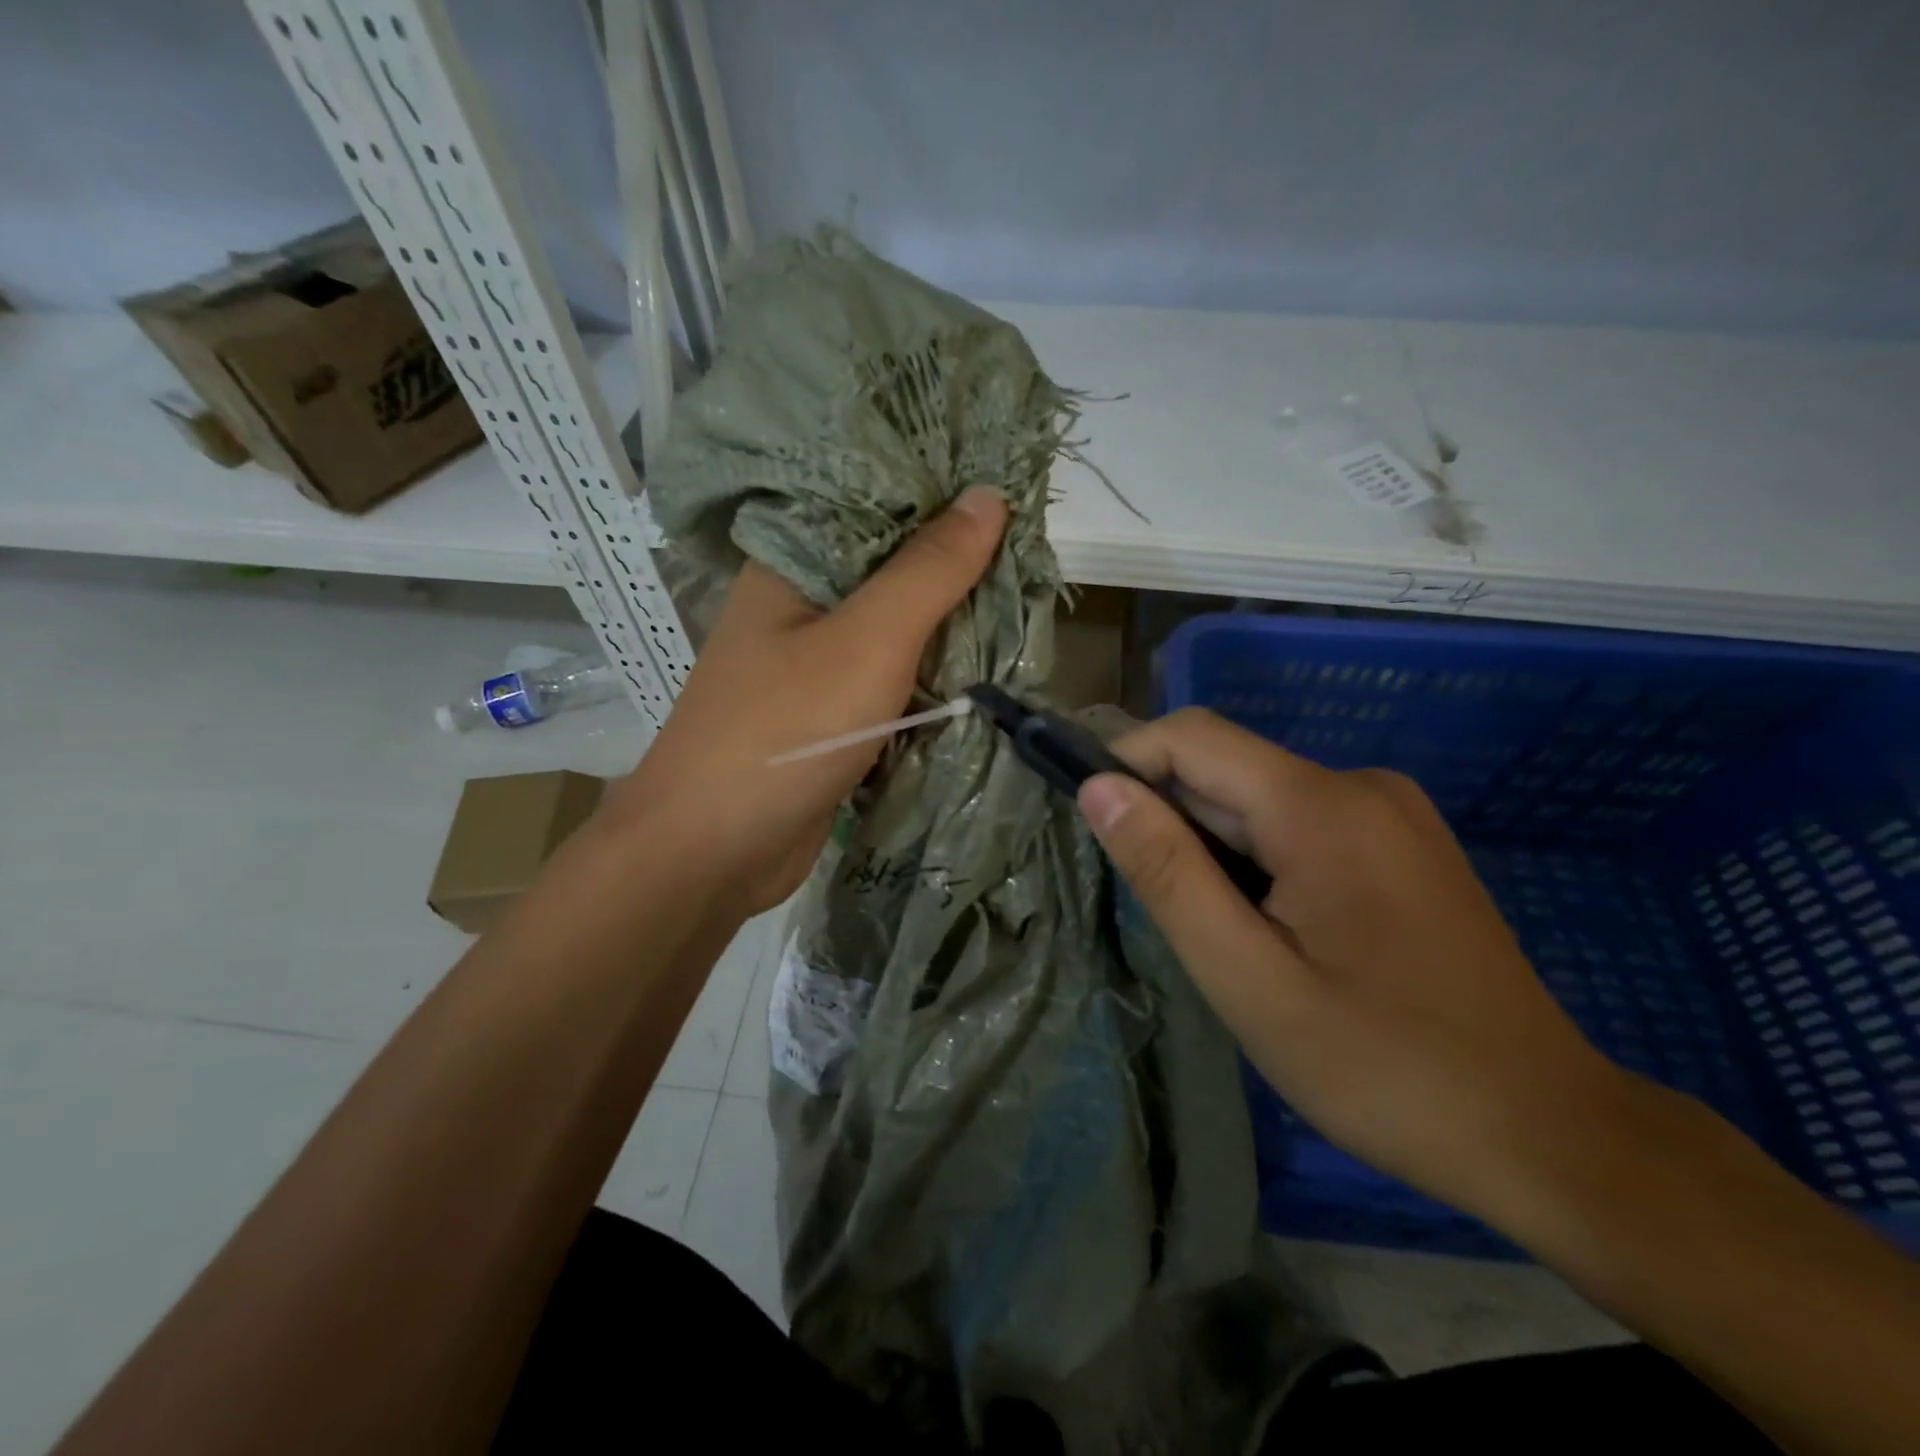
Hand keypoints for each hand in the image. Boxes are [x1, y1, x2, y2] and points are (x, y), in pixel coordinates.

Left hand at [608, 487, 1006, 913]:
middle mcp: (802, 606)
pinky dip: (933, 674)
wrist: (713, 852)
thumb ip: (928, 571)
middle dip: (957, 565)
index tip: (1010, 486)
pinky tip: (985, 664)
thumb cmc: (785, 731)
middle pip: (891, 569)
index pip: (874, 502)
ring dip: (951, 624)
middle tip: (1034, 549)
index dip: (940, 493)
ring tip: (1025, 598)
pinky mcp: (832, 716)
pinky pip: (893, 680)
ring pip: (897, 629)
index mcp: (794, 565)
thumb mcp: (866, 640)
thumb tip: (988, 495)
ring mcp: (815, 665)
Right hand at [1079, 707, 1633, 1230]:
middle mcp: (1360, 785)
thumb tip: (1099, 789)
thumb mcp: (1248, 978)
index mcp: (1321, 806)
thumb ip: (1167, 872)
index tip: (1094, 826)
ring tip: (1227, 939)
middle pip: (1228, 770)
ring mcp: (1391, 812)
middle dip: (1176, 825)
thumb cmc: (1382, 1066)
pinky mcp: (1403, 843)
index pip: (1192, 737)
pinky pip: (1300, 824)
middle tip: (1169, 915)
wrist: (1546, 1132)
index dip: (1127, 763)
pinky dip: (1260, 861)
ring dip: (1217, 851)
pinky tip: (1277, 933)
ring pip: (1260, 801)